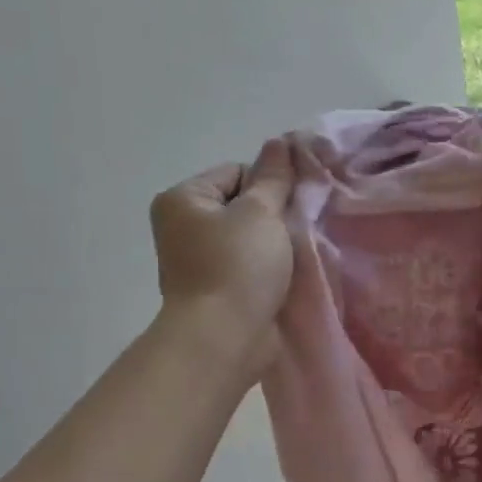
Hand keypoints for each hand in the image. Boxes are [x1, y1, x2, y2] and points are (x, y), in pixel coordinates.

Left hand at [149, 139, 295, 373]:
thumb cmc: (238, 267)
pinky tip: (287, 275)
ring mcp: (198, 260)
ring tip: (296, 254)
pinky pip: (249, 265)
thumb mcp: (261, 213)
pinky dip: (269, 268)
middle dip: (273, 215)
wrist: (224, 338)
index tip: (293, 205)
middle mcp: (183, 226)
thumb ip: (274, 178)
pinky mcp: (217, 289)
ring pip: (249, 237)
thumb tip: (280, 143)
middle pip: (243, 204)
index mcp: (183, 199)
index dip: (270, 184)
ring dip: (275, 244)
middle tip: (298, 230)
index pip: (237, 171)